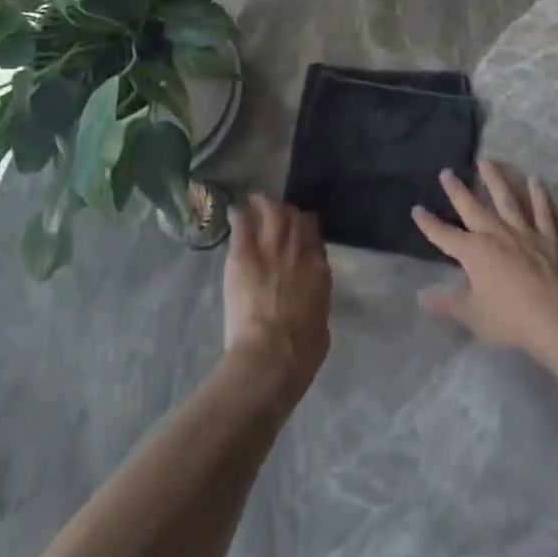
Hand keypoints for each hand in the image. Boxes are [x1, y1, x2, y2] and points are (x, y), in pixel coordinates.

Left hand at [223, 194, 331, 400]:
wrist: (270, 356)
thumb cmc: (301, 353)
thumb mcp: (321, 325)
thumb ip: (317, 302)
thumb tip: (312, 298)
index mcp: (318, 269)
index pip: (315, 236)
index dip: (308, 230)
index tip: (302, 231)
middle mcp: (297, 251)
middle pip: (295, 219)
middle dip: (289, 212)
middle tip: (280, 211)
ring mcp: (270, 250)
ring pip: (272, 213)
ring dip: (266, 204)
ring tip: (259, 200)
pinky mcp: (244, 256)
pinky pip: (243, 227)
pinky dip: (241, 216)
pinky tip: (236, 210)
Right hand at [412, 161, 557, 364]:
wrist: (557, 317)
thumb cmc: (510, 318)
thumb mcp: (472, 315)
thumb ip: (446, 304)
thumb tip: (420, 296)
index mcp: (474, 251)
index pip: (444, 235)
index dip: (429, 223)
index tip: (416, 209)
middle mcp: (495, 233)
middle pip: (472, 207)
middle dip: (457, 190)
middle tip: (447, 172)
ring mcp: (523, 231)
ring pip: (506, 198)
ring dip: (495, 179)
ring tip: (486, 161)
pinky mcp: (549, 236)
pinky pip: (543, 210)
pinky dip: (539, 195)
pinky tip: (535, 179)